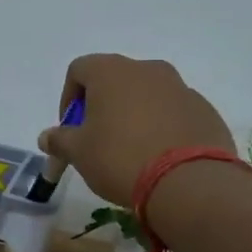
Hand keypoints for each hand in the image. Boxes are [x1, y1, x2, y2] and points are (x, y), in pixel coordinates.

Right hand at [38, 53, 234, 203]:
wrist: (189, 182)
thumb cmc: (121, 159)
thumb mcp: (79, 153)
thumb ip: (60, 140)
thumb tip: (47, 137)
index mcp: (112, 71)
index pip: (79, 69)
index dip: (68, 98)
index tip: (70, 128)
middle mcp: (148, 69)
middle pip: (115, 80)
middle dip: (102, 106)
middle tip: (98, 140)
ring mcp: (181, 88)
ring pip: (147, 95)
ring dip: (134, 115)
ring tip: (131, 151)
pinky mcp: (204, 110)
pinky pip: (174, 112)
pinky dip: (162, 127)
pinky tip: (160, 157)